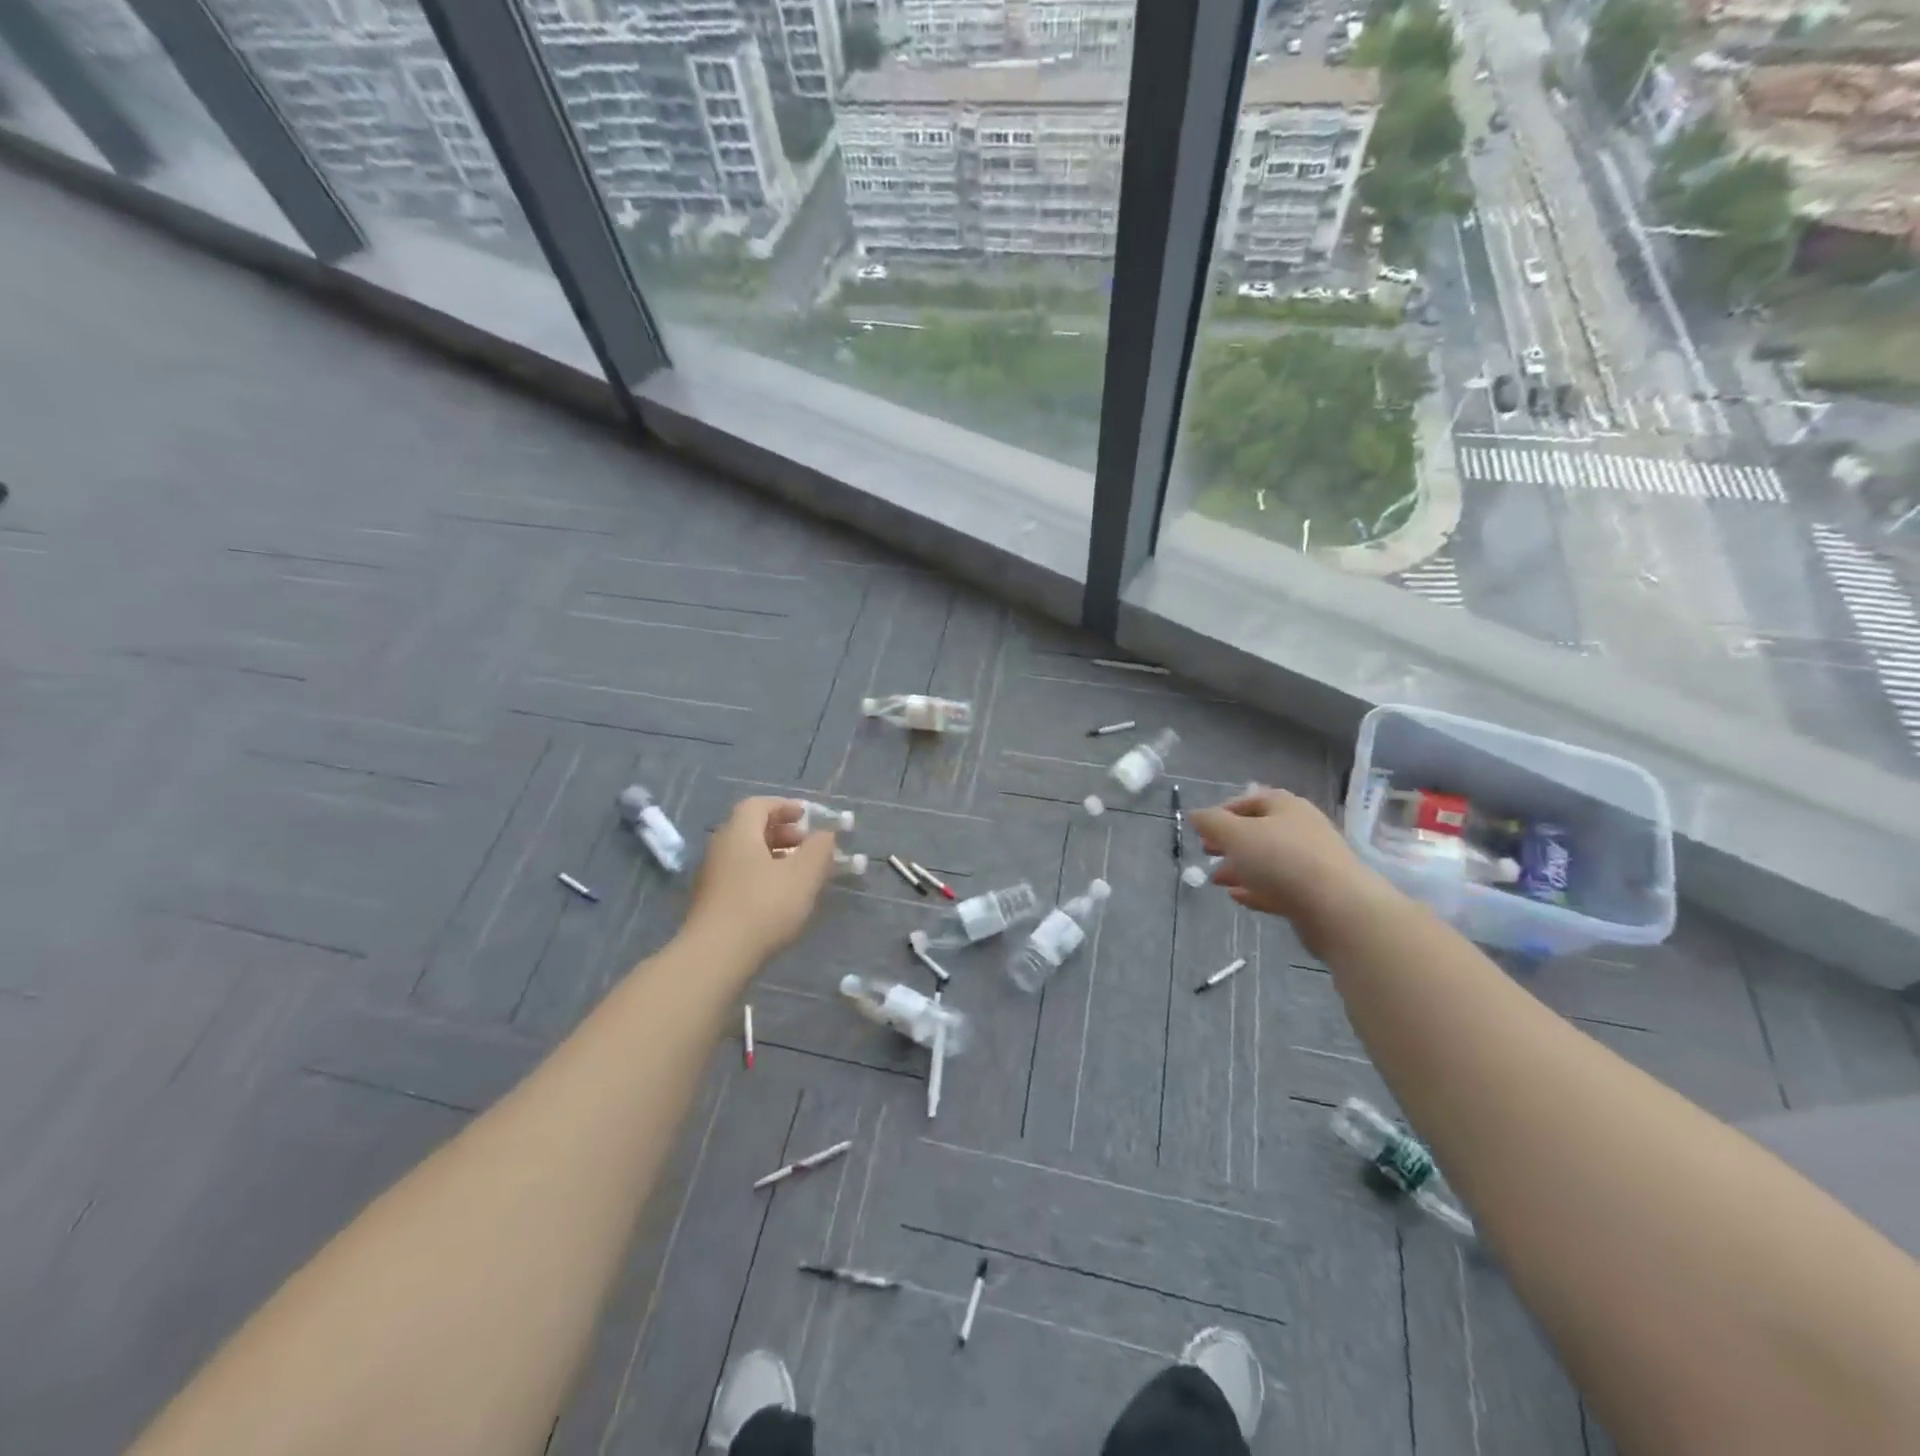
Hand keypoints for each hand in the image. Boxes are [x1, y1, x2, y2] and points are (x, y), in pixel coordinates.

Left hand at [686, 797, 837, 965]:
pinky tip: (781, 898)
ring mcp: (713, 877)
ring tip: (800, 874)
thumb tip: (825, 834)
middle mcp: (721, 848)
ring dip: (775, 857)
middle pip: (751, 829)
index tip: (807, 817)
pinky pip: (742, 876)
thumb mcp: (803, 874)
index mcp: (739, 833)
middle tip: (808, 846)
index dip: (784, 806)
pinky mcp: (712, 903)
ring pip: (747, 855)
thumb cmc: (764, 905)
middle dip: (783, 832)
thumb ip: (819, 848)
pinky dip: (763, 876)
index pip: (758, 805)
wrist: (716, 956)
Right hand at [1190, 787, 1392, 954]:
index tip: (1202, 830)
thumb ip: (1211, 822)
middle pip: (1259, 831)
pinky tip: (1238, 897)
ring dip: (1240, 868)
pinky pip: (1279, 886)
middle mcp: (1301, 829)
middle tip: (1207, 853)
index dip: (1223, 812)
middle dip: (1230, 842)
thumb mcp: (1235, 834)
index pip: (1249, 801)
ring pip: (1268, 861)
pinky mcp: (1315, 893)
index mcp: (1286, 807)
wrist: (1338, 908)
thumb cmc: (1282, 860)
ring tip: (1216, 880)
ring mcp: (1311, 862)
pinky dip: (1256, 889)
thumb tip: (1196, 815)